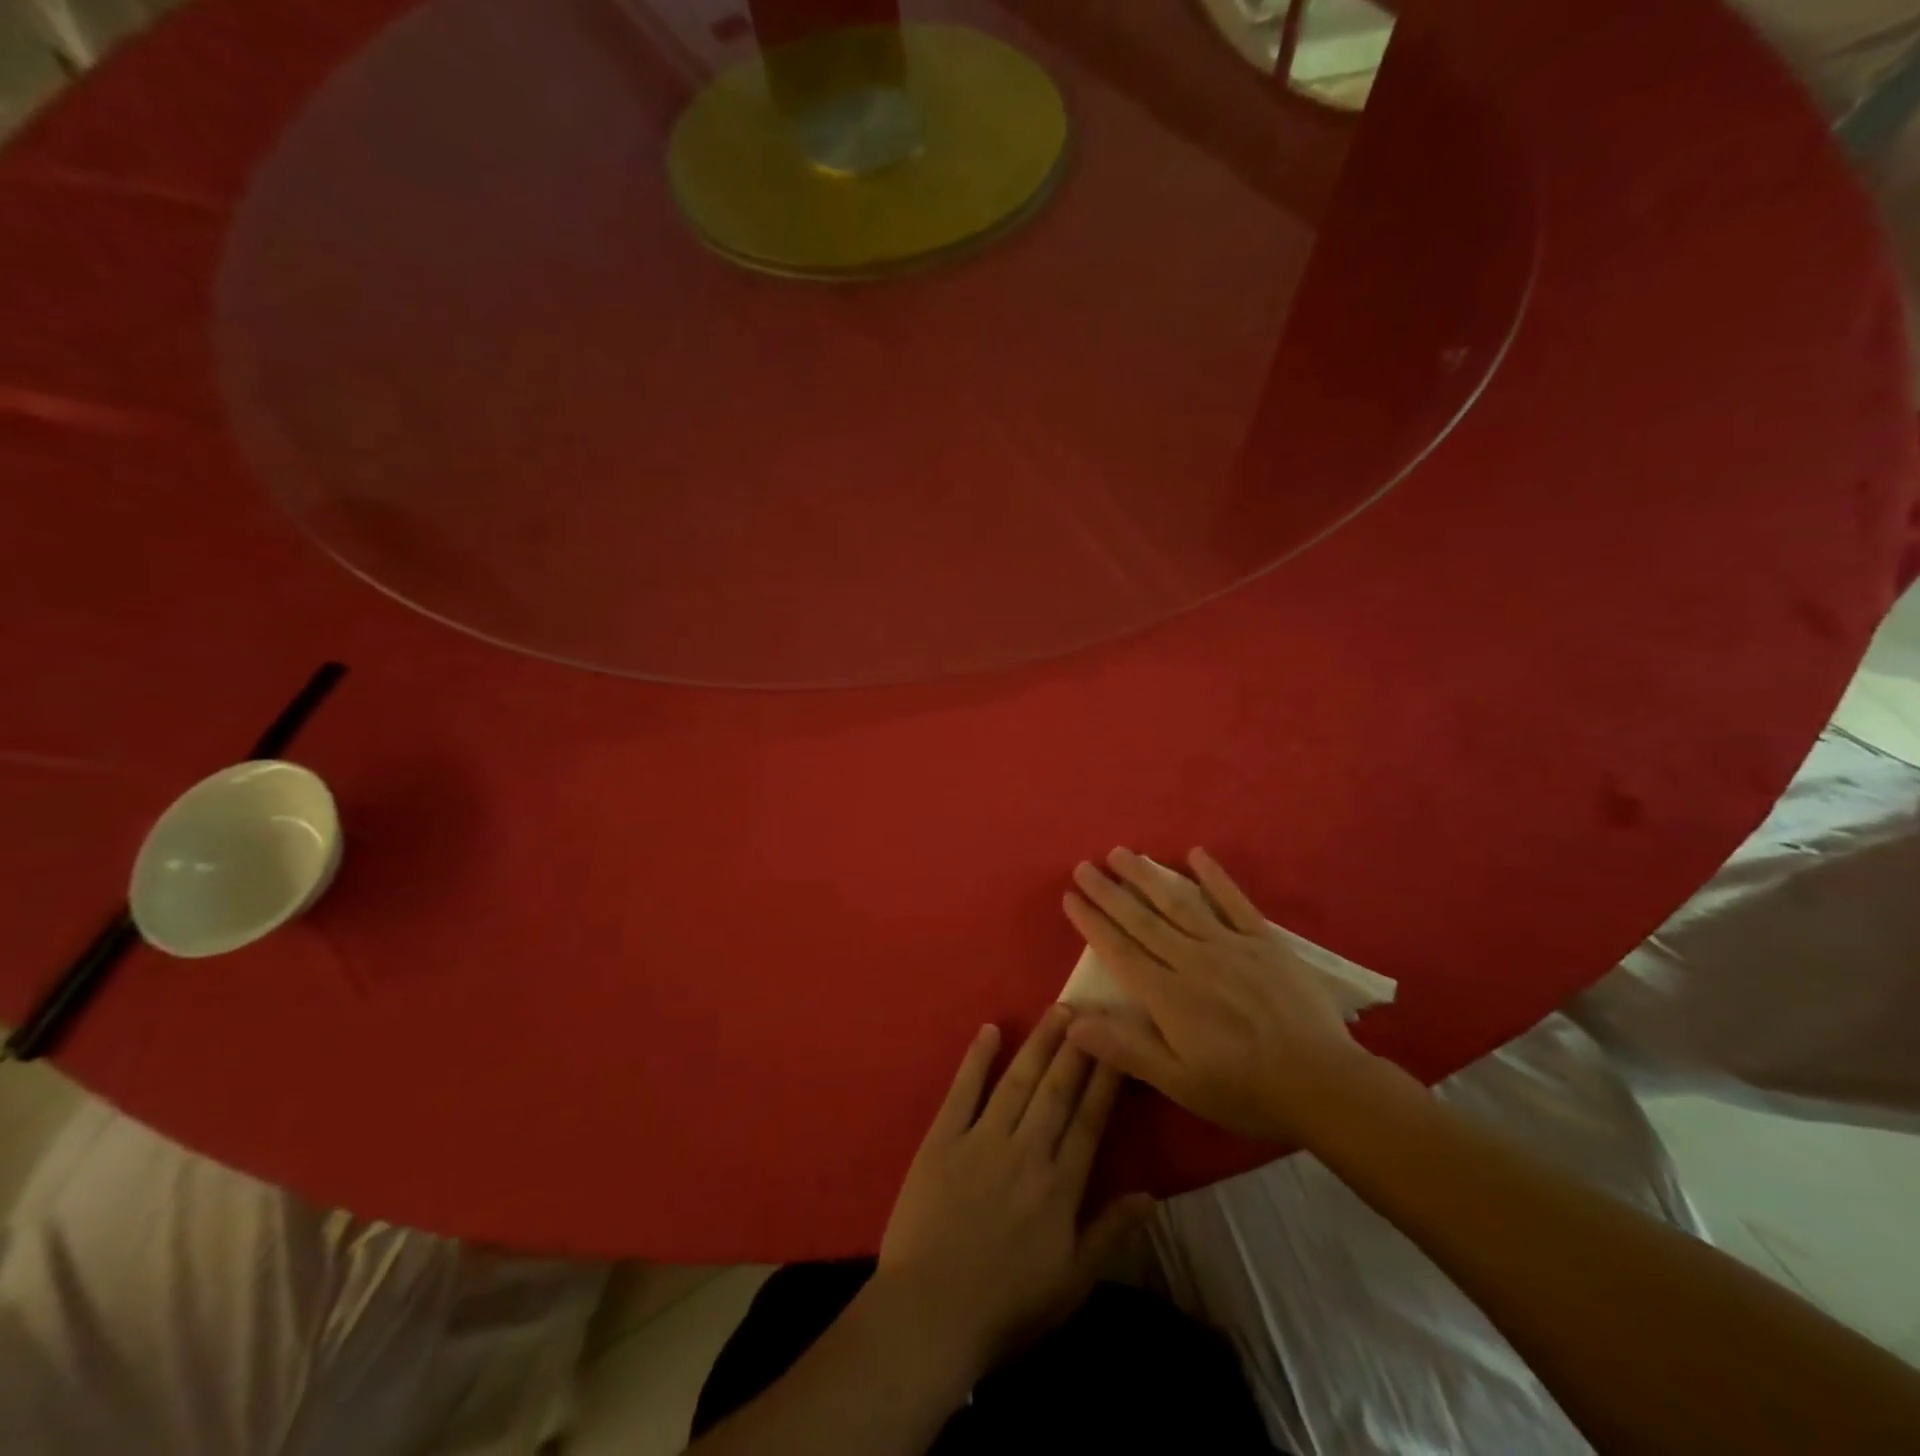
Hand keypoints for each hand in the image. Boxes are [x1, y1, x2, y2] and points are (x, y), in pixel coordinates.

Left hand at [876, 1007, 1153, 1376]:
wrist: (930, 1314)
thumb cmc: (1005, 1305)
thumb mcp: (1071, 1283)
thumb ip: (1110, 1233)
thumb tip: (1151, 1194)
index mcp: (1059, 1186)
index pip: (1089, 1121)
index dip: (1105, 1081)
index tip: (1118, 1046)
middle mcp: (1025, 1151)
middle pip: (1056, 1090)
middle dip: (1076, 1048)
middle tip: (1090, 1010)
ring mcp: (981, 1140)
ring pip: (1017, 1081)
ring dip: (1039, 1043)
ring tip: (1057, 1011)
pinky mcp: (942, 1138)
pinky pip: (963, 1090)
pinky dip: (977, 1058)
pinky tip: (990, 1029)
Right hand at [1061, 846, 1381, 1142]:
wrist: (1324, 1085)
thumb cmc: (1245, 1090)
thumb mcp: (1179, 1083)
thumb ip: (1125, 1049)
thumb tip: (1071, 1022)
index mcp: (1168, 995)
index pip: (1119, 950)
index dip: (1092, 922)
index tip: (1070, 897)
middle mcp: (1192, 960)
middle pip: (1141, 919)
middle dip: (1109, 891)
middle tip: (1083, 866)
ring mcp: (1230, 945)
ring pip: (1179, 902)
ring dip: (1147, 876)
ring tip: (1122, 853)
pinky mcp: (1264, 942)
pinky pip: (1234, 902)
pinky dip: (1214, 876)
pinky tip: (1195, 854)